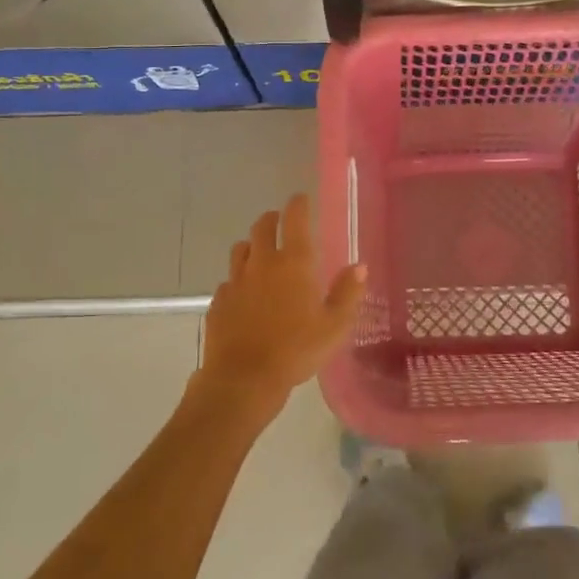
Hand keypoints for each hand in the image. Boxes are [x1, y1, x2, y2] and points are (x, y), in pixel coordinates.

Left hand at [196, 194, 364, 419]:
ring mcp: (236, 281)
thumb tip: (359, 266)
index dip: (298, 204)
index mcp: (294, 263)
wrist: (243, 379)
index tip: (301, 199)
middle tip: (280, 222)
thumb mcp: (334, 326)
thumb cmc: (296, 350)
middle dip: (273, 219)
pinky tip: (245, 295)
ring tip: (261, 255)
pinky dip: (238, 280)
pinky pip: (228, 281)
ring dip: (252, 246)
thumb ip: (348, 293)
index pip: (295, 219)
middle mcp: (262, 263)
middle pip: (263, 227)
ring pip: (241, 250)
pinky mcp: (218, 302)